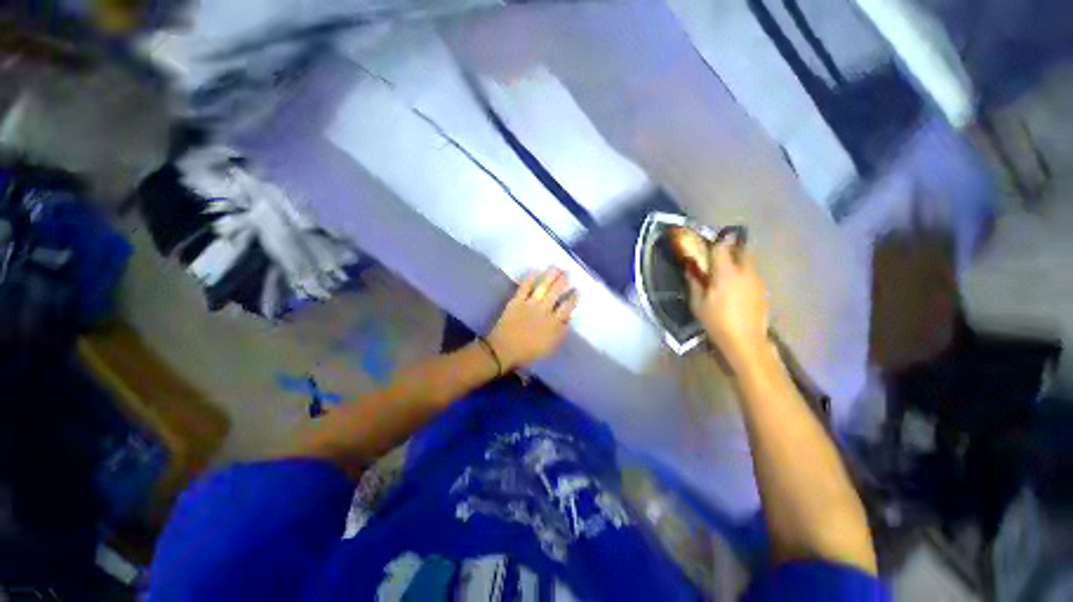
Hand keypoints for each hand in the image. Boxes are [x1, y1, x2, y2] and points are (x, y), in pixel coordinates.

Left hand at [487, 268, 577, 370]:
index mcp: (553, 323)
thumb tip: (568, 319)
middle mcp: (544, 311)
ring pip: (543, 287)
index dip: (573, 298)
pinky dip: (529, 278)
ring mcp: (530, 304)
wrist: (504, 350)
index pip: (567, 307)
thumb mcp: (550, 346)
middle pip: (556, 293)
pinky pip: (524, 287)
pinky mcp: (517, 301)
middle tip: (567, 273)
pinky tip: (534, 270)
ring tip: (556, 268)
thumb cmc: (528, 352)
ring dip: (550, 276)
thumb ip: (561, 332)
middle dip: (562, 282)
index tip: (577, 290)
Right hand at [686, 236, 770, 369]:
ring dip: (737, 261)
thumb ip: (694, 282)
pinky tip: (736, 287)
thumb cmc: (716, 321)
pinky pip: (752, 274)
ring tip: (726, 272)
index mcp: (726, 272)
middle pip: (741, 249)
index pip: (722, 247)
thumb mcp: (697, 303)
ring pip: (748, 261)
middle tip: (719, 255)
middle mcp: (744, 271)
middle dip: (731, 247)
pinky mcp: (763, 290)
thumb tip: (690, 268)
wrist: (745, 340)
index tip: (710, 240)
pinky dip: (743, 274)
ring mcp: (757, 280)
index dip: (716, 241)